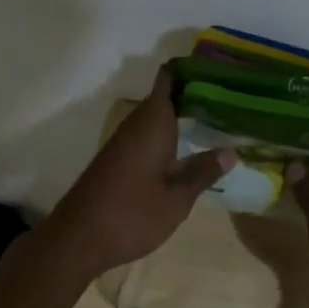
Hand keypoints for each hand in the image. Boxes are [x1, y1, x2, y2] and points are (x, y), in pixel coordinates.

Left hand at [43, 66, 235, 276]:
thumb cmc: (131, 214)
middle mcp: (137, 122)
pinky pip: (149, 132)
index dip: (192, 68)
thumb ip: (203, 171)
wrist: (77, 239)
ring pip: (158, 115)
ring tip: (218, 118)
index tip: (219, 70)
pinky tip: (188, 147)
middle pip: (167, 94)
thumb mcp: (177, 198)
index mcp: (153, 121)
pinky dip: (170, 133)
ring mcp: (125, 140)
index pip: (169, 77)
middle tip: (231, 98)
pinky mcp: (118, 157)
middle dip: (195, 92)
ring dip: (183, 114)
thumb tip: (231, 150)